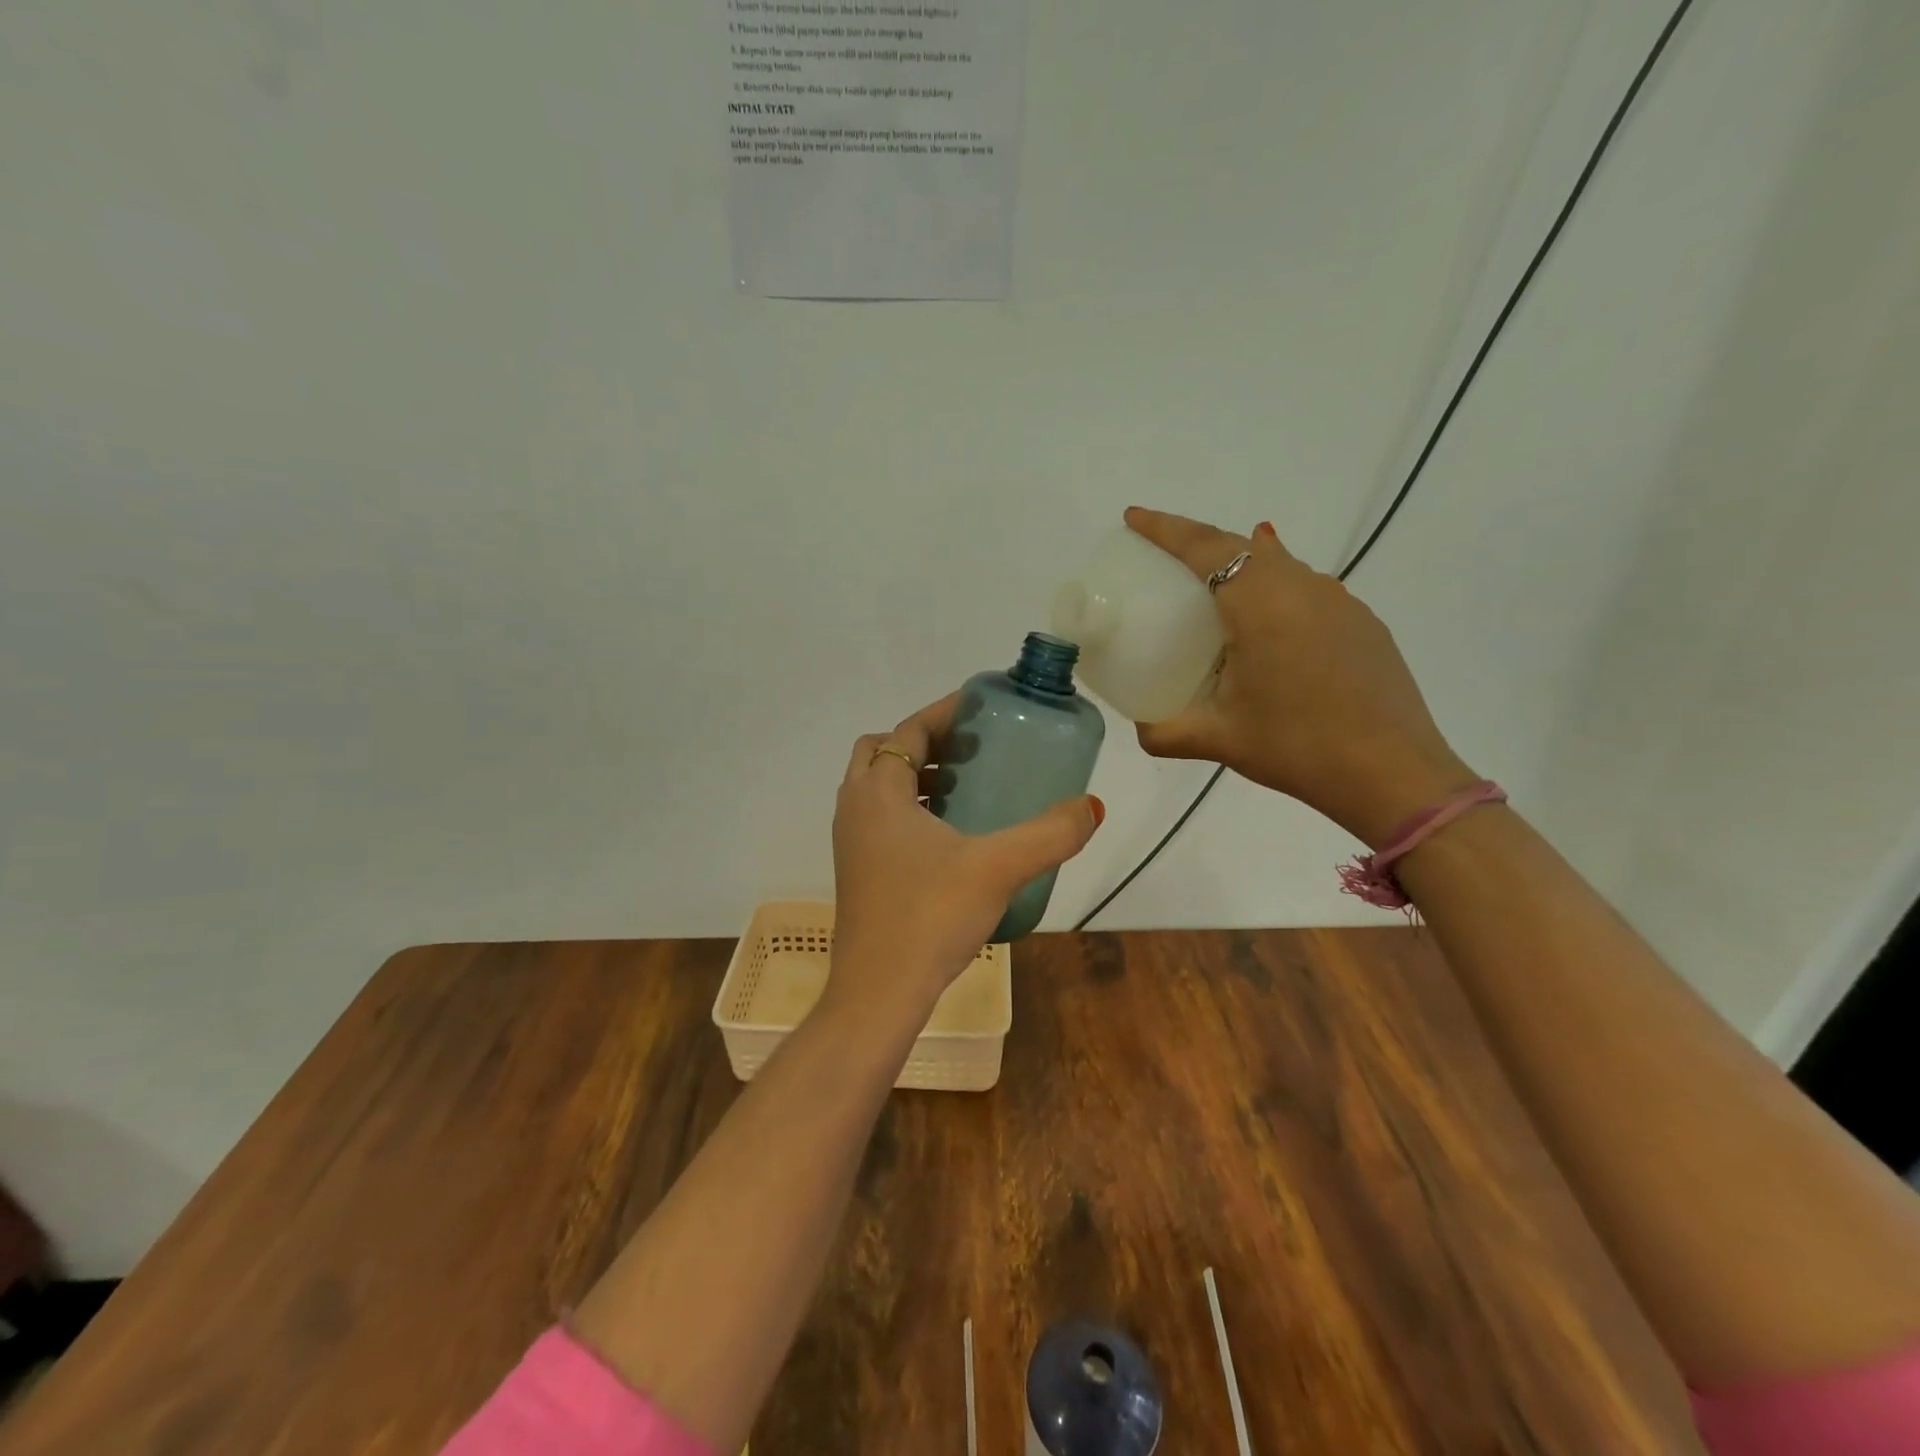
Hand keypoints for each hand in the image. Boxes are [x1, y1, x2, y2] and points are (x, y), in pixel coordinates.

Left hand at [830, 694, 1102, 1009]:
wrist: (878, 993)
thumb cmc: (929, 917)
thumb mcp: (998, 868)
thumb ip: (1049, 834)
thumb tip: (1092, 807)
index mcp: (878, 793)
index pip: (908, 732)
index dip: (944, 713)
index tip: (981, 707)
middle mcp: (855, 808)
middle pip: (883, 752)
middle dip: (925, 743)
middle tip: (972, 750)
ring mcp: (851, 842)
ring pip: (879, 788)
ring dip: (918, 778)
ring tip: (968, 788)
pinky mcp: (858, 871)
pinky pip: (881, 819)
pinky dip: (911, 810)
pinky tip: (953, 838)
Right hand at [1125, 507, 1478, 846]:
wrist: (1392, 773)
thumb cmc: (1297, 747)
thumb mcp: (1219, 739)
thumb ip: (1165, 732)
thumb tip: (1140, 727)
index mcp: (1260, 602)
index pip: (1204, 547)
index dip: (1164, 528)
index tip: (1133, 517)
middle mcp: (1302, 586)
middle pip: (1241, 545)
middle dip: (1197, 542)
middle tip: (1162, 556)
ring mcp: (1339, 601)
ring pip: (1279, 563)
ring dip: (1240, 562)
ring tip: (1212, 583)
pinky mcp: (1362, 622)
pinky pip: (1306, 587)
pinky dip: (1274, 588)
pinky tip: (1268, 616)